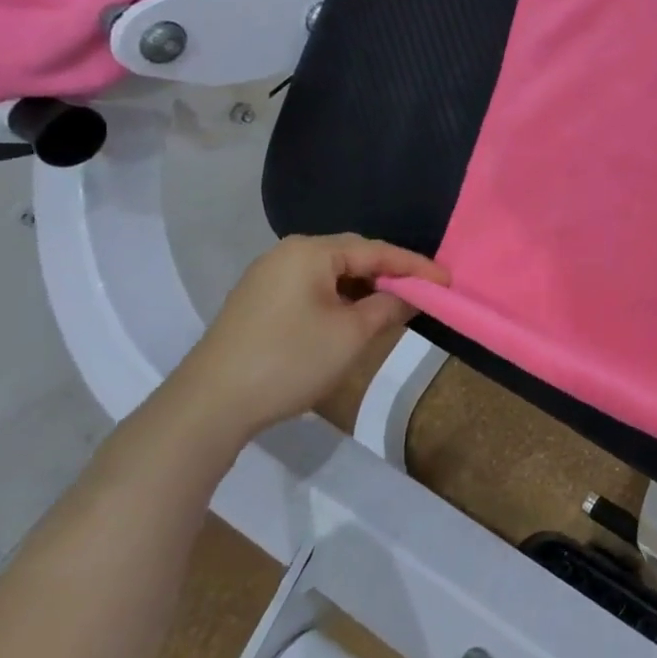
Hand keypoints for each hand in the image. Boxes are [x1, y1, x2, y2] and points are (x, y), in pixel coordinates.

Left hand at [161, 235, 448, 446]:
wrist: (208, 407)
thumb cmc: (290, 360)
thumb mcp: (352, 334)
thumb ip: (389, 306)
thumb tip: (412, 295)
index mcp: (311, 252)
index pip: (377, 250)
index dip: (416, 267)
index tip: (448, 281)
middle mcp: (287, 254)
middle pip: (354, 256)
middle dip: (390, 274)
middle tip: (424, 292)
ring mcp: (268, 278)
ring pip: (332, 274)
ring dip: (365, 288)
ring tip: (395, 306)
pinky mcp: (258, 302)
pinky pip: (312, 289)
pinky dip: (340, 299)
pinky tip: (354, 318)